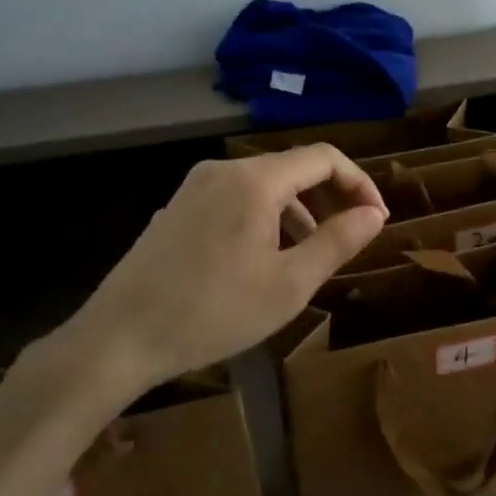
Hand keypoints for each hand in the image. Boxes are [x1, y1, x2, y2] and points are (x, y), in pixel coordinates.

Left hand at [68, 145, 388, 387]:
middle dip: (330, 198)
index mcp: (255, 180)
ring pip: (264, 185)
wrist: (119, 338)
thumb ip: (338, 242)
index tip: (376, 220)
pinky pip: (236, 199)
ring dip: (299, 211)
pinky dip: (265, 218)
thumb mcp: (289, 284)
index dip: (359, 183)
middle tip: (350, 239)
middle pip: (293, 168)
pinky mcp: (177, 208)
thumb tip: (374, 214)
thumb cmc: (213, 312)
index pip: (323, 158)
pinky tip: (264, 259)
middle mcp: (223, 170)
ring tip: (311, 254)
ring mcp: (194, 187)